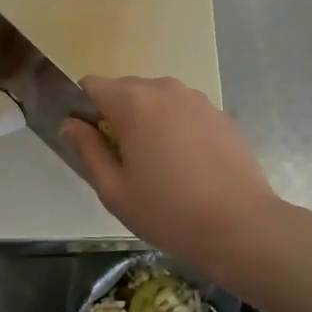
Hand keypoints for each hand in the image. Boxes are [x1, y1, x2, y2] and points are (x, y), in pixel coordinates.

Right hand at [61, 76, 279, 282]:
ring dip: (148, 121)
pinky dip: (176, 128)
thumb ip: (87, 149)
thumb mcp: (114, 190)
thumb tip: (70, 123)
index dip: (83, 109)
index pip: (91, 85)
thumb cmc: (168, 212)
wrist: (241, 226)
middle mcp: (164, 89)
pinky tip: (188, 165)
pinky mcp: (220, 113)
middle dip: (116, 116)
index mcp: (132, 103)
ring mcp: (197, 99)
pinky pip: (183, 111)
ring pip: (156, 99)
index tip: (91, 142)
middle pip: (125, 89)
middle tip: (124, 160)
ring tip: (159, 164)